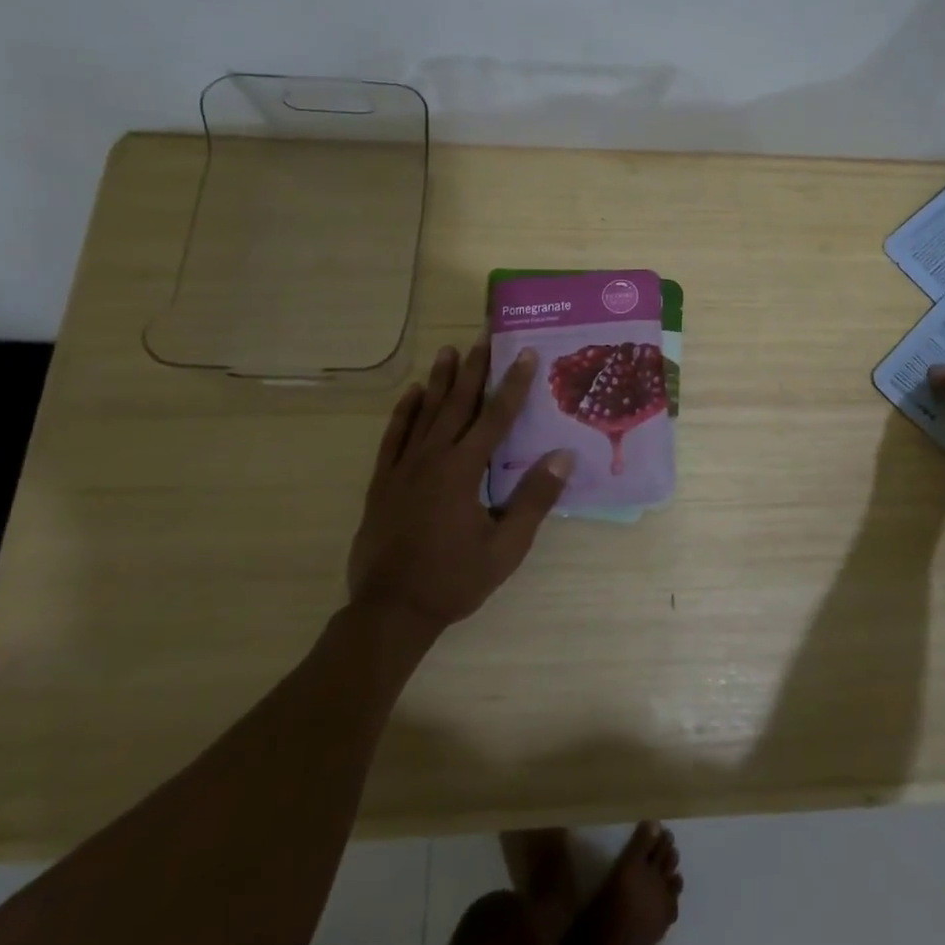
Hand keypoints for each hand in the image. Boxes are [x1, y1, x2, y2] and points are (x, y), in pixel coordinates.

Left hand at [348, 341, 572, 631]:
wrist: (390, 611)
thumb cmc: (453, 580)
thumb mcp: (505, 548)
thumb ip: (533, 499)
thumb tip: (562, 456)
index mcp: (463, 471)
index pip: (495, 417)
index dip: (513, 384)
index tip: (525, 353)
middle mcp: (432, 459)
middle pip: (458, 403)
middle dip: (474, 367)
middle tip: (484, 333)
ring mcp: (403, 468)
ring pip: (425, 413)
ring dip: (440, 380)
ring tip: (449, 349)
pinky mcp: (382, 482)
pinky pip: (394, 437)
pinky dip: (404, 412)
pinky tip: (412, 393)